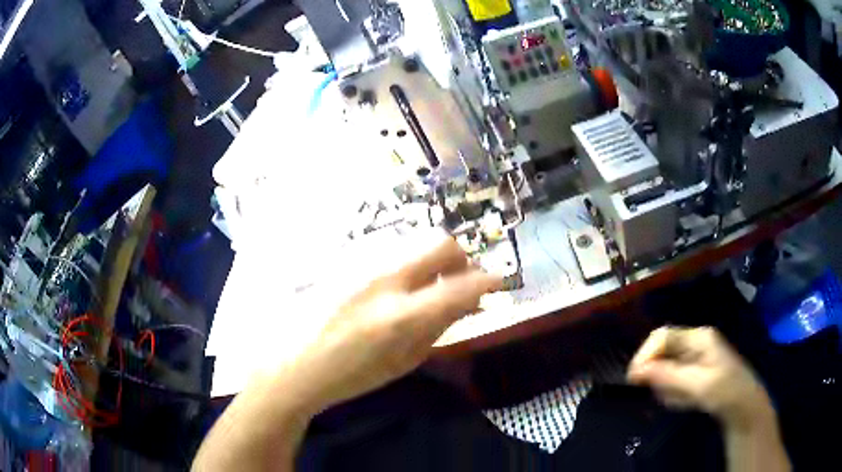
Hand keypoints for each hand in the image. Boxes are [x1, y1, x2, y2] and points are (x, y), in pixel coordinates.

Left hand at [279, 232, 502, 415]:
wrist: (293, 362)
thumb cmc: (350, 375)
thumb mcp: (402, 363)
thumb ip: (437, 329)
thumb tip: (466, 303)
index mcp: (402, 316)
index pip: (461, 286)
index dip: (487, 281)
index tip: (497, 282)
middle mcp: (385, 279)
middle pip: (440, 243)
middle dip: (461, 258)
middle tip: (461, 280)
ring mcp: (362, 264)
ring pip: (414, 242)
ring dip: (432, 260)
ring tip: (427, 286)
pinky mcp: (346, 260)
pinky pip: (389, 250)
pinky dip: (407, 263)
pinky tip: (396, 286)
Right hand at [627, 327, 773, 430]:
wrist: (743, 408)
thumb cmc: (726, 391)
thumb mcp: (698, 385)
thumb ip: (668, 376)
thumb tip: (636, 371)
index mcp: (698, 337)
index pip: (662, 336)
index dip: (645, 354)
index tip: (633, 379)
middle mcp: (694, 343)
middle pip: (663, 352)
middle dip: (658, 374)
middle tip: (662, 395)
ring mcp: (695, 358)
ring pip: (666, 369)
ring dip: (667, 387)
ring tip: (680, 401)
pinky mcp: (694, 373)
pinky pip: (673, 381)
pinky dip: (673, 393)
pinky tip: (685, 402)